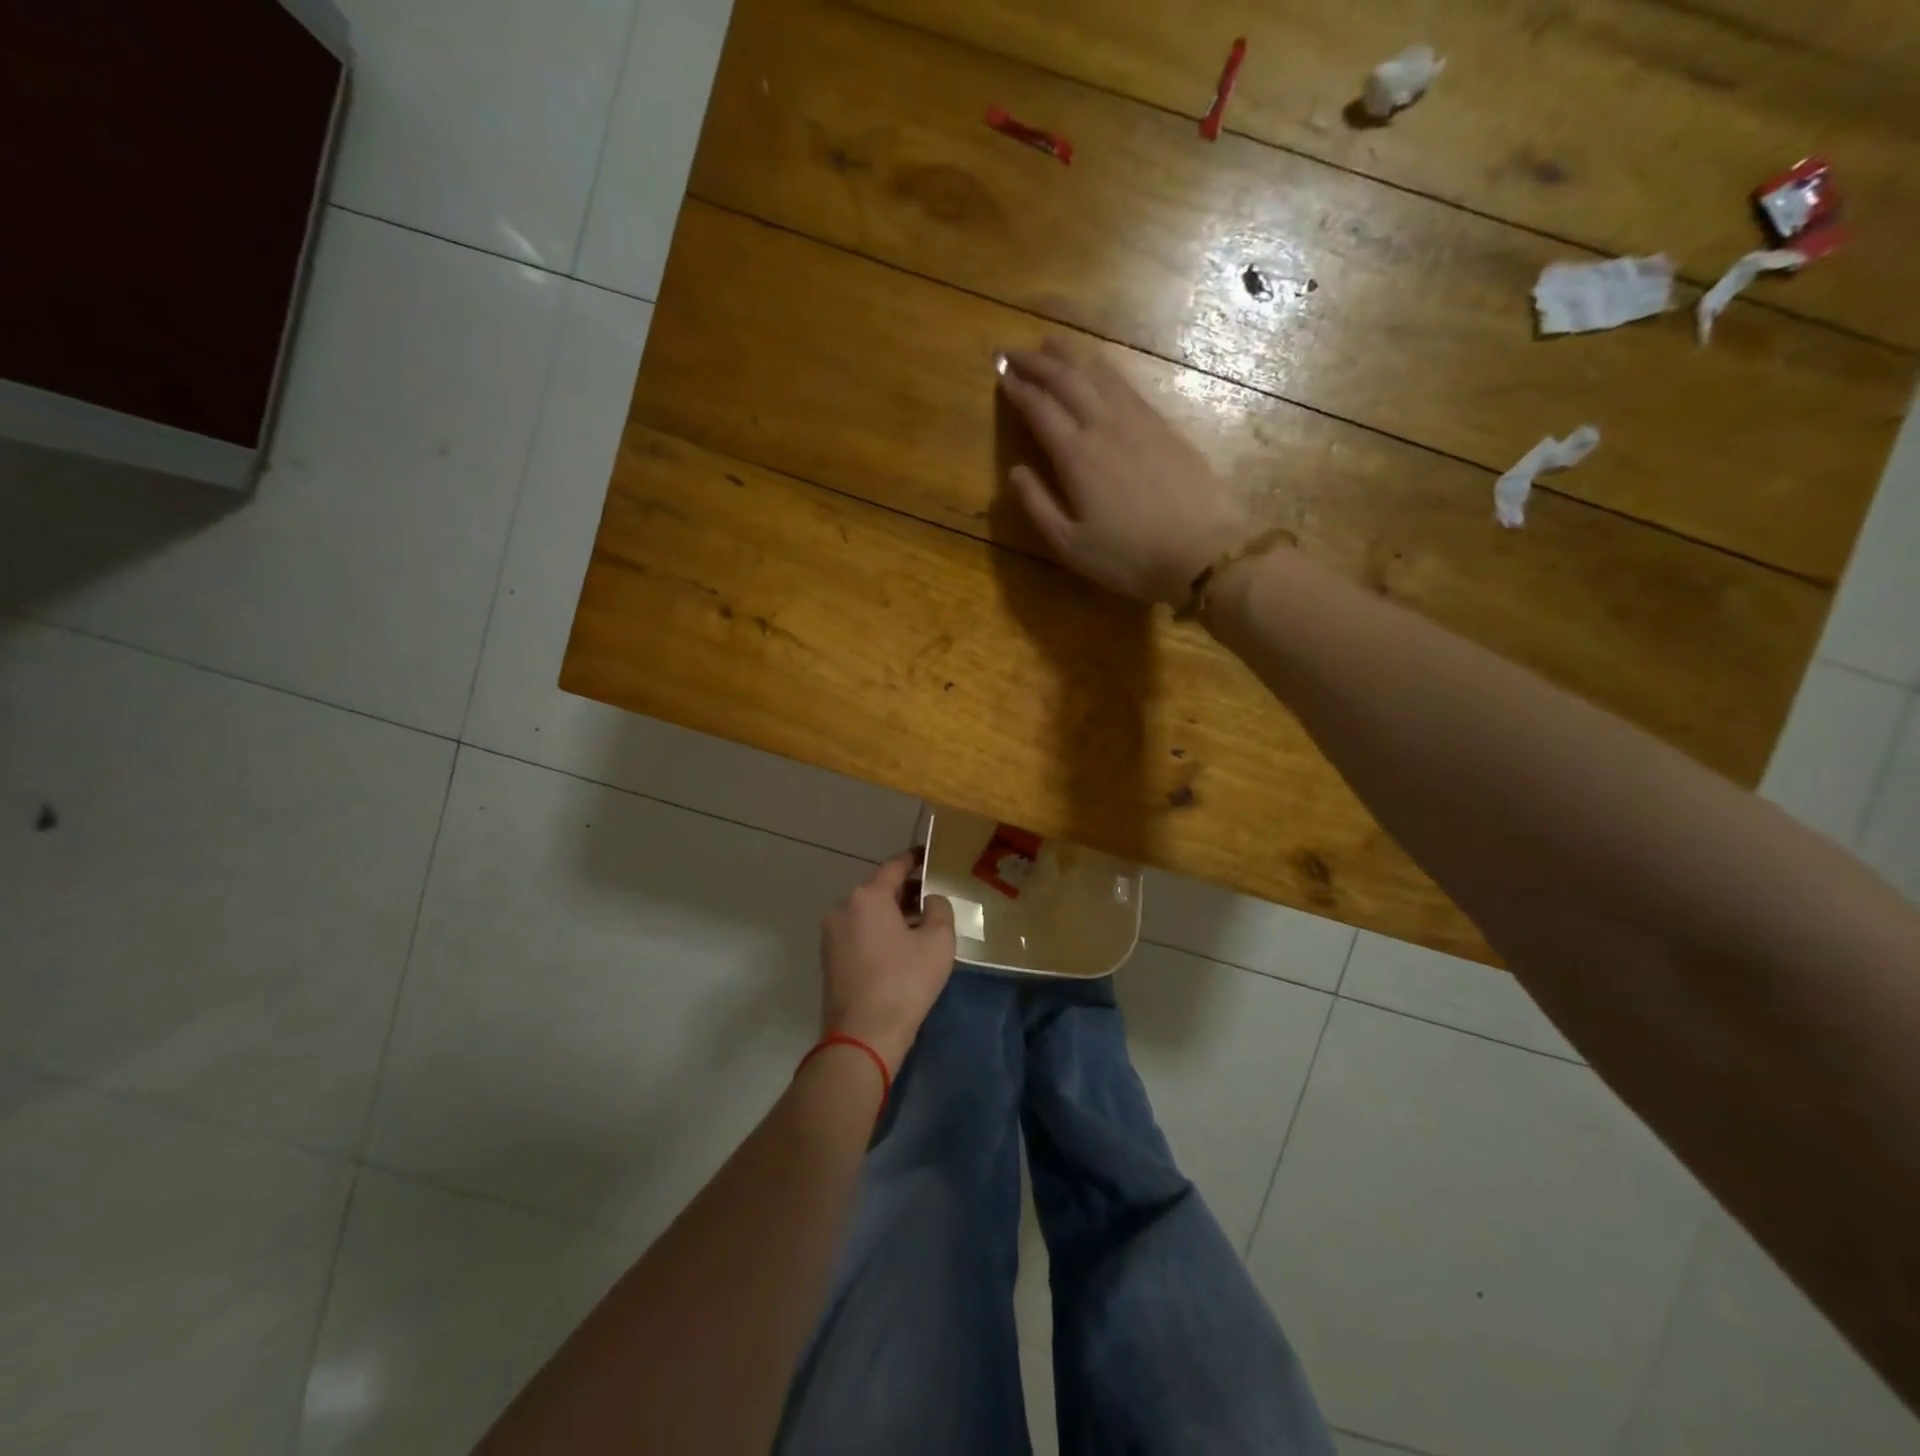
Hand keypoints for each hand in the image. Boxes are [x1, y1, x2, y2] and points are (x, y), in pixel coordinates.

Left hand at [819, 852, 956, 1074]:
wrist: (862, 1037)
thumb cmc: (904, 982)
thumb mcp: (938, 942)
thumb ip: (939, 909)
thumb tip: (930, 900)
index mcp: (867, 897)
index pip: (895, 866)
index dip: (915, 859)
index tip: (931, 855)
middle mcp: (843, 909)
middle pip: (880, 890)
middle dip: (907, 891)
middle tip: (935, 896)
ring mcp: (832, 936)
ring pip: (868, 913)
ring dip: (894, 914)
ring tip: (923, 924)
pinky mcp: (829, 960)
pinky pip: (860, 933)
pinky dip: (880, 932)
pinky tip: (902, 949)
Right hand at [999, 338, 1247, 605]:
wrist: (1203, 552)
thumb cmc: (1129, 557)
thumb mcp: (1071, 545)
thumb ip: (1037, 506)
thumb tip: (1014, 471)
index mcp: (1076, 455)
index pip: (1039, 409)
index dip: (1017, 389)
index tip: (1000, 373)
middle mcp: (1104, 426)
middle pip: (1066, 380)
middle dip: (1037, 362)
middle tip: (1014, 350)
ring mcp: (1138, 421)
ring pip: (1098, 374)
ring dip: (1071, 356)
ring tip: (1051, 343)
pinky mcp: (1164, 426)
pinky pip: (1127, 385)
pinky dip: (1105, 369)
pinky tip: (1100, 367)